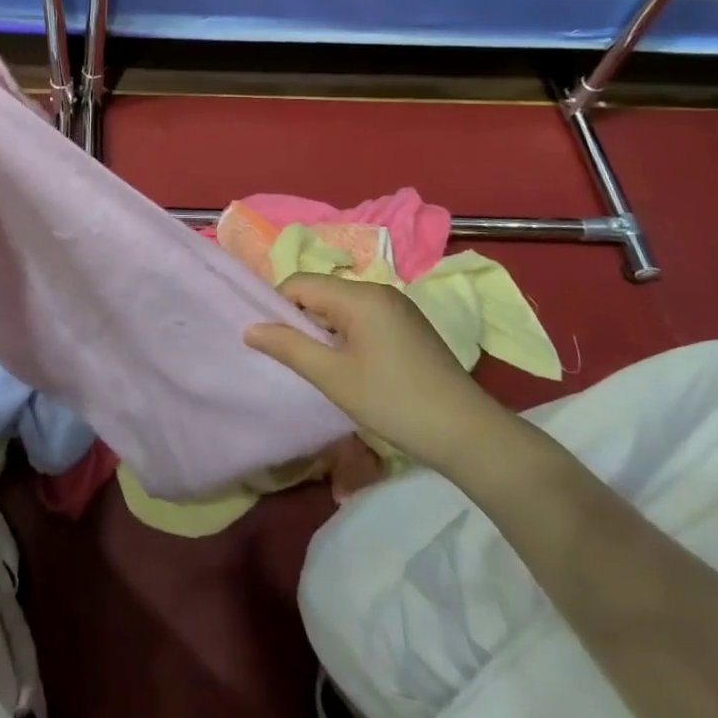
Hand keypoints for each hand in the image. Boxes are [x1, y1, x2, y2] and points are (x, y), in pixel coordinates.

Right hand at [246, 273, 503, 470]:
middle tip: (295, 361)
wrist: (467, 433)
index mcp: (360, 296)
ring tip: (322, 369)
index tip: (272, 343)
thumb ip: (289, 347)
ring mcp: (398, 308)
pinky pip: (363, 319)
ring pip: (341, 308)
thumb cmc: (394, 402)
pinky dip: (347, 337)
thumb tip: (250, 328)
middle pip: (322, 293)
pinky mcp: (409, 326)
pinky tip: (352, 370)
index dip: (278, 308)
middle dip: (301, 321)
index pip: (300, 283)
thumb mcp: (333, 377)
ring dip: (324, 332)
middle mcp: (379, 291)